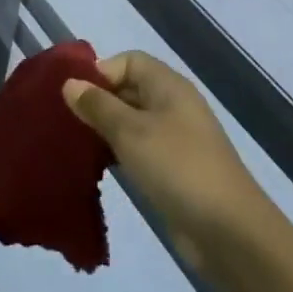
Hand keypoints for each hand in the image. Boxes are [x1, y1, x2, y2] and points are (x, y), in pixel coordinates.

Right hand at [62, 51, 268, 257]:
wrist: (228, 230)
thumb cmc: (177, 167)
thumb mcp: (130, 132)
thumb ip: (98, 105)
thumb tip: (70, 83)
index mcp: (169, 86)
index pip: (129, 61)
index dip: (101, 72)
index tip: (74, 97)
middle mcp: (172, 106)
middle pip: (128, 89)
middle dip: (97, 101)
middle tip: (64, 123)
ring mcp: (174, 139)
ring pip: (130, 122)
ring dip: (104, 130)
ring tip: (73, 145)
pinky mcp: (172, 169)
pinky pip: (138, 149)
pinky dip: (117, 153)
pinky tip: (96, 168)